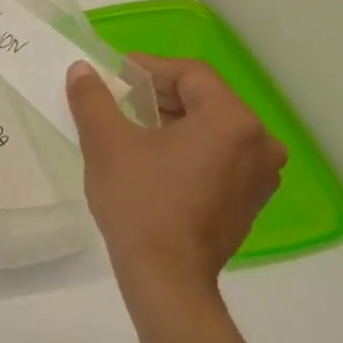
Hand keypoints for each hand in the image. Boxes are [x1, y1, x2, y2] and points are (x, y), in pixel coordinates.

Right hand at [66, 55, 286, 295]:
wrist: (165, 275)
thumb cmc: (139, 202)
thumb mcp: (106, 143)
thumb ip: (93, 99)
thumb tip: (82, 69)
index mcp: (231, 120)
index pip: (191, 74)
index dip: (149, 68)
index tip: (114, 75)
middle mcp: (259, 142)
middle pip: (205, 100)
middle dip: (160, 96)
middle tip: (118, 101)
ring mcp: (260, 175)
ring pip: (213, 130)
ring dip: (174, 123)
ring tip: (132, 131)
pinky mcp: (250, 201)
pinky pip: (220, 158)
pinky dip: (189, 150)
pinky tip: (155, 163)